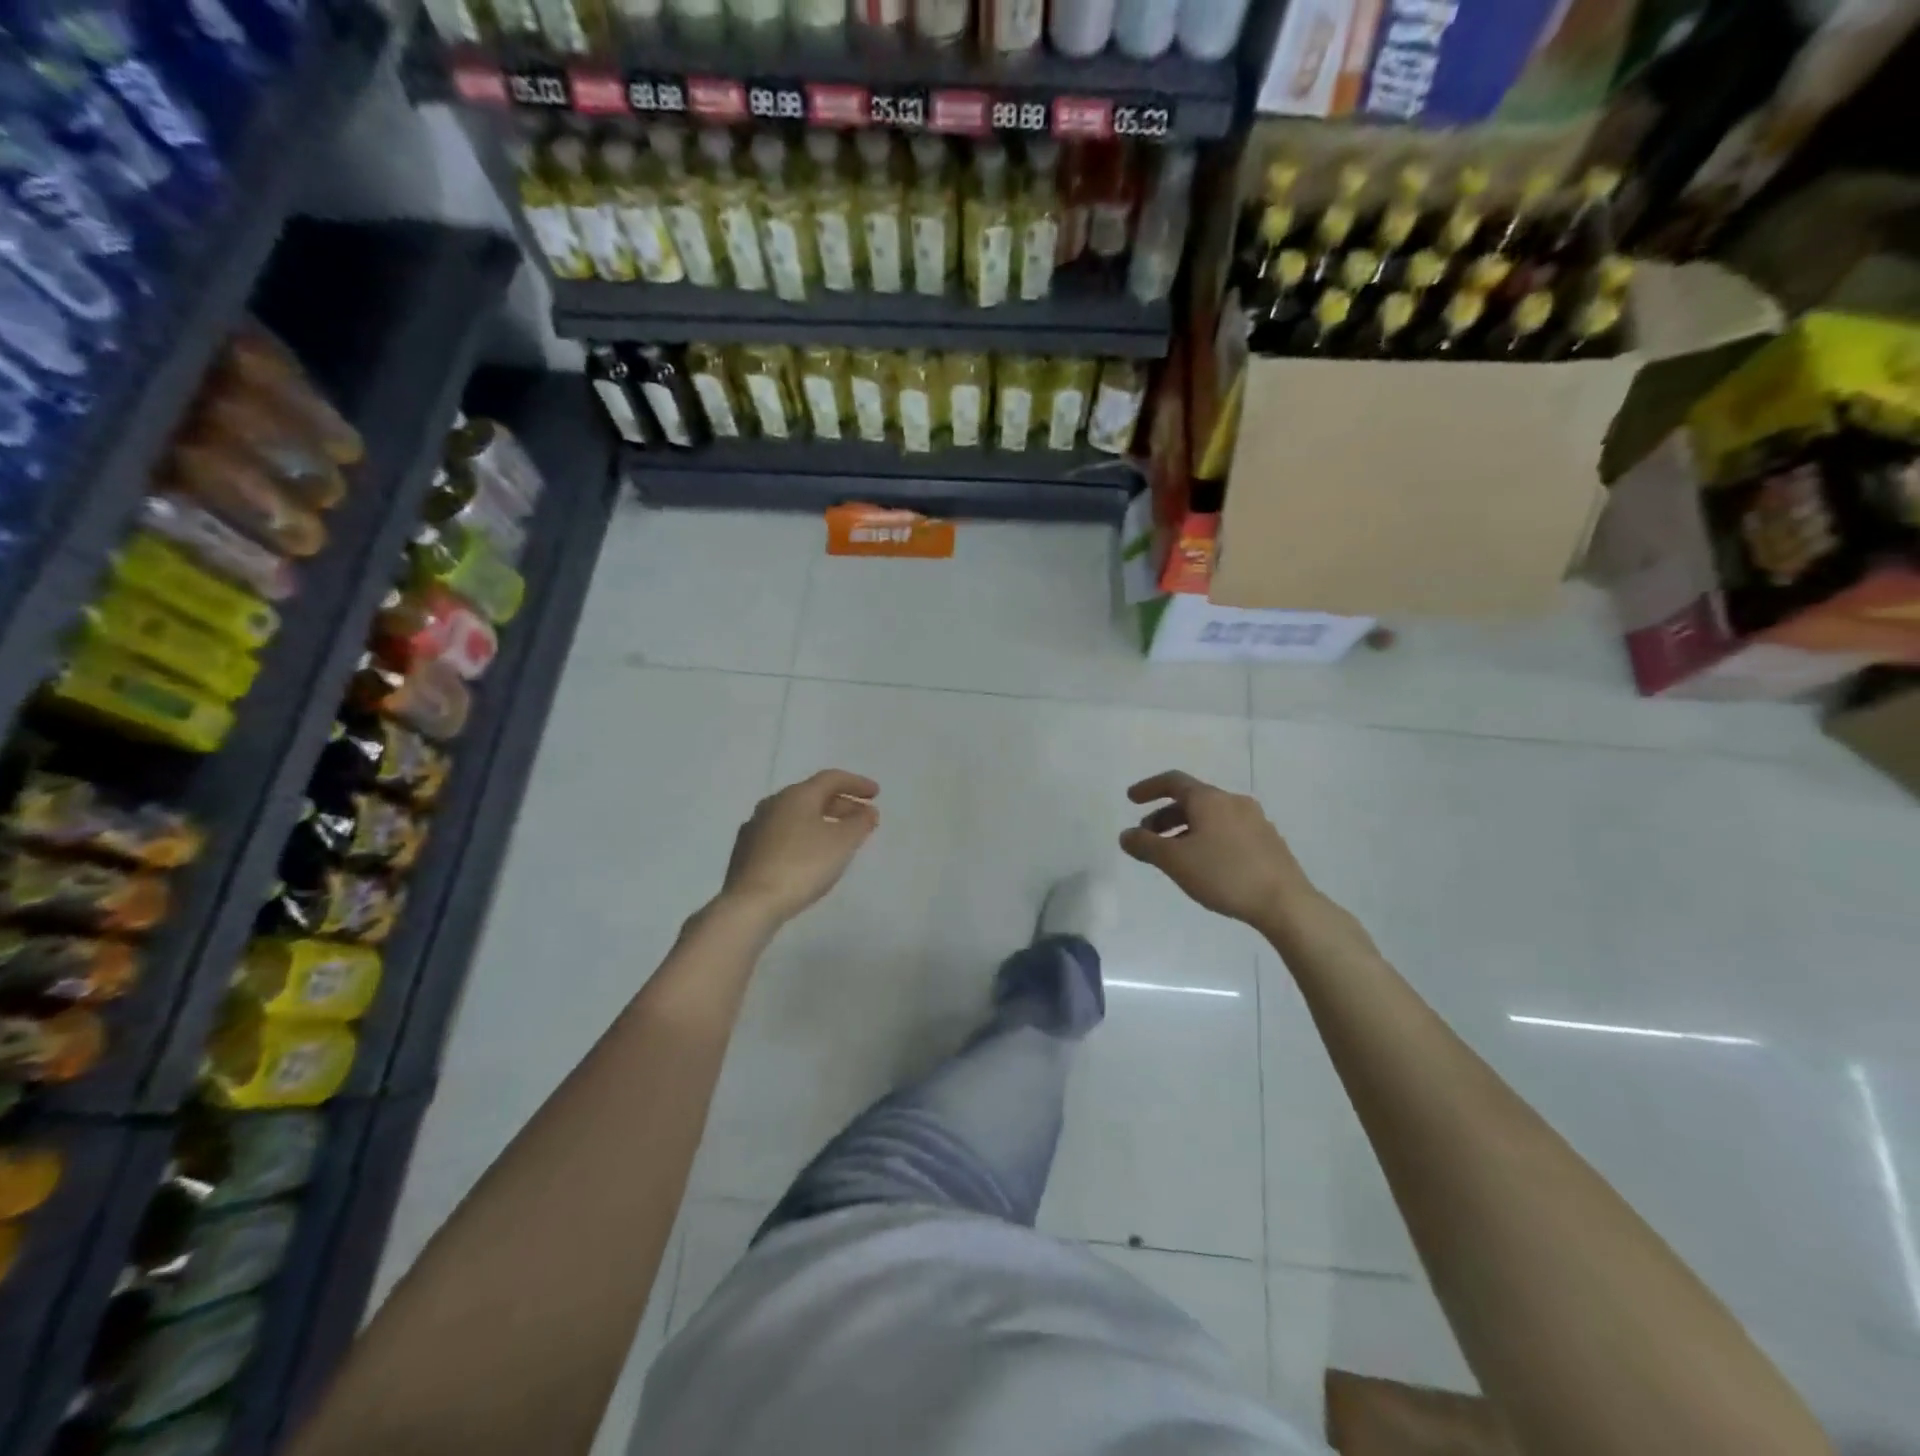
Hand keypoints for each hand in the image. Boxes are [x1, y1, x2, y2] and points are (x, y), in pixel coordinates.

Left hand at [718, 770, 878, 923]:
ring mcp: (755, 827)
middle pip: (813, 796)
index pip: (831, 778)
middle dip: (841, 804)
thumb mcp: (842, 843)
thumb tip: (867, 812)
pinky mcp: (746, 852)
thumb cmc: (802, 866)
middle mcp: (773, 804)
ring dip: (822, 821)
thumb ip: (860, 823)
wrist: (750, 903)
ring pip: (796, 816)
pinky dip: (803, 836)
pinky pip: (782, 834)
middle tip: (862, 818)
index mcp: (796, 795)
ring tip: (839, 838)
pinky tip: (810, 856)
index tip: (876, 794)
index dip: (856, 784)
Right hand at [1120, 771, 1315, 927]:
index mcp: (1209, 799)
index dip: (1149, 787)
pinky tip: (1205, 864)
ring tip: (1174, 855)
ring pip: (1210, 816)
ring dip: (1185, 828)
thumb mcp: (1175, 861)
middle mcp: (1232, 802)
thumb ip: (1145, 845)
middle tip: (1148, 837)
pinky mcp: (1267, 840)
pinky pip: (1227, 830)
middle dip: (1165, 815)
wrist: (1285, 902)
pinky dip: (1207, 837)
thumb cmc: (1224, 874)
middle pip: (1191, 800)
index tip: (1131, 799)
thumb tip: (1126, 835)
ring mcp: (1254, 820)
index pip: (1173, 781)